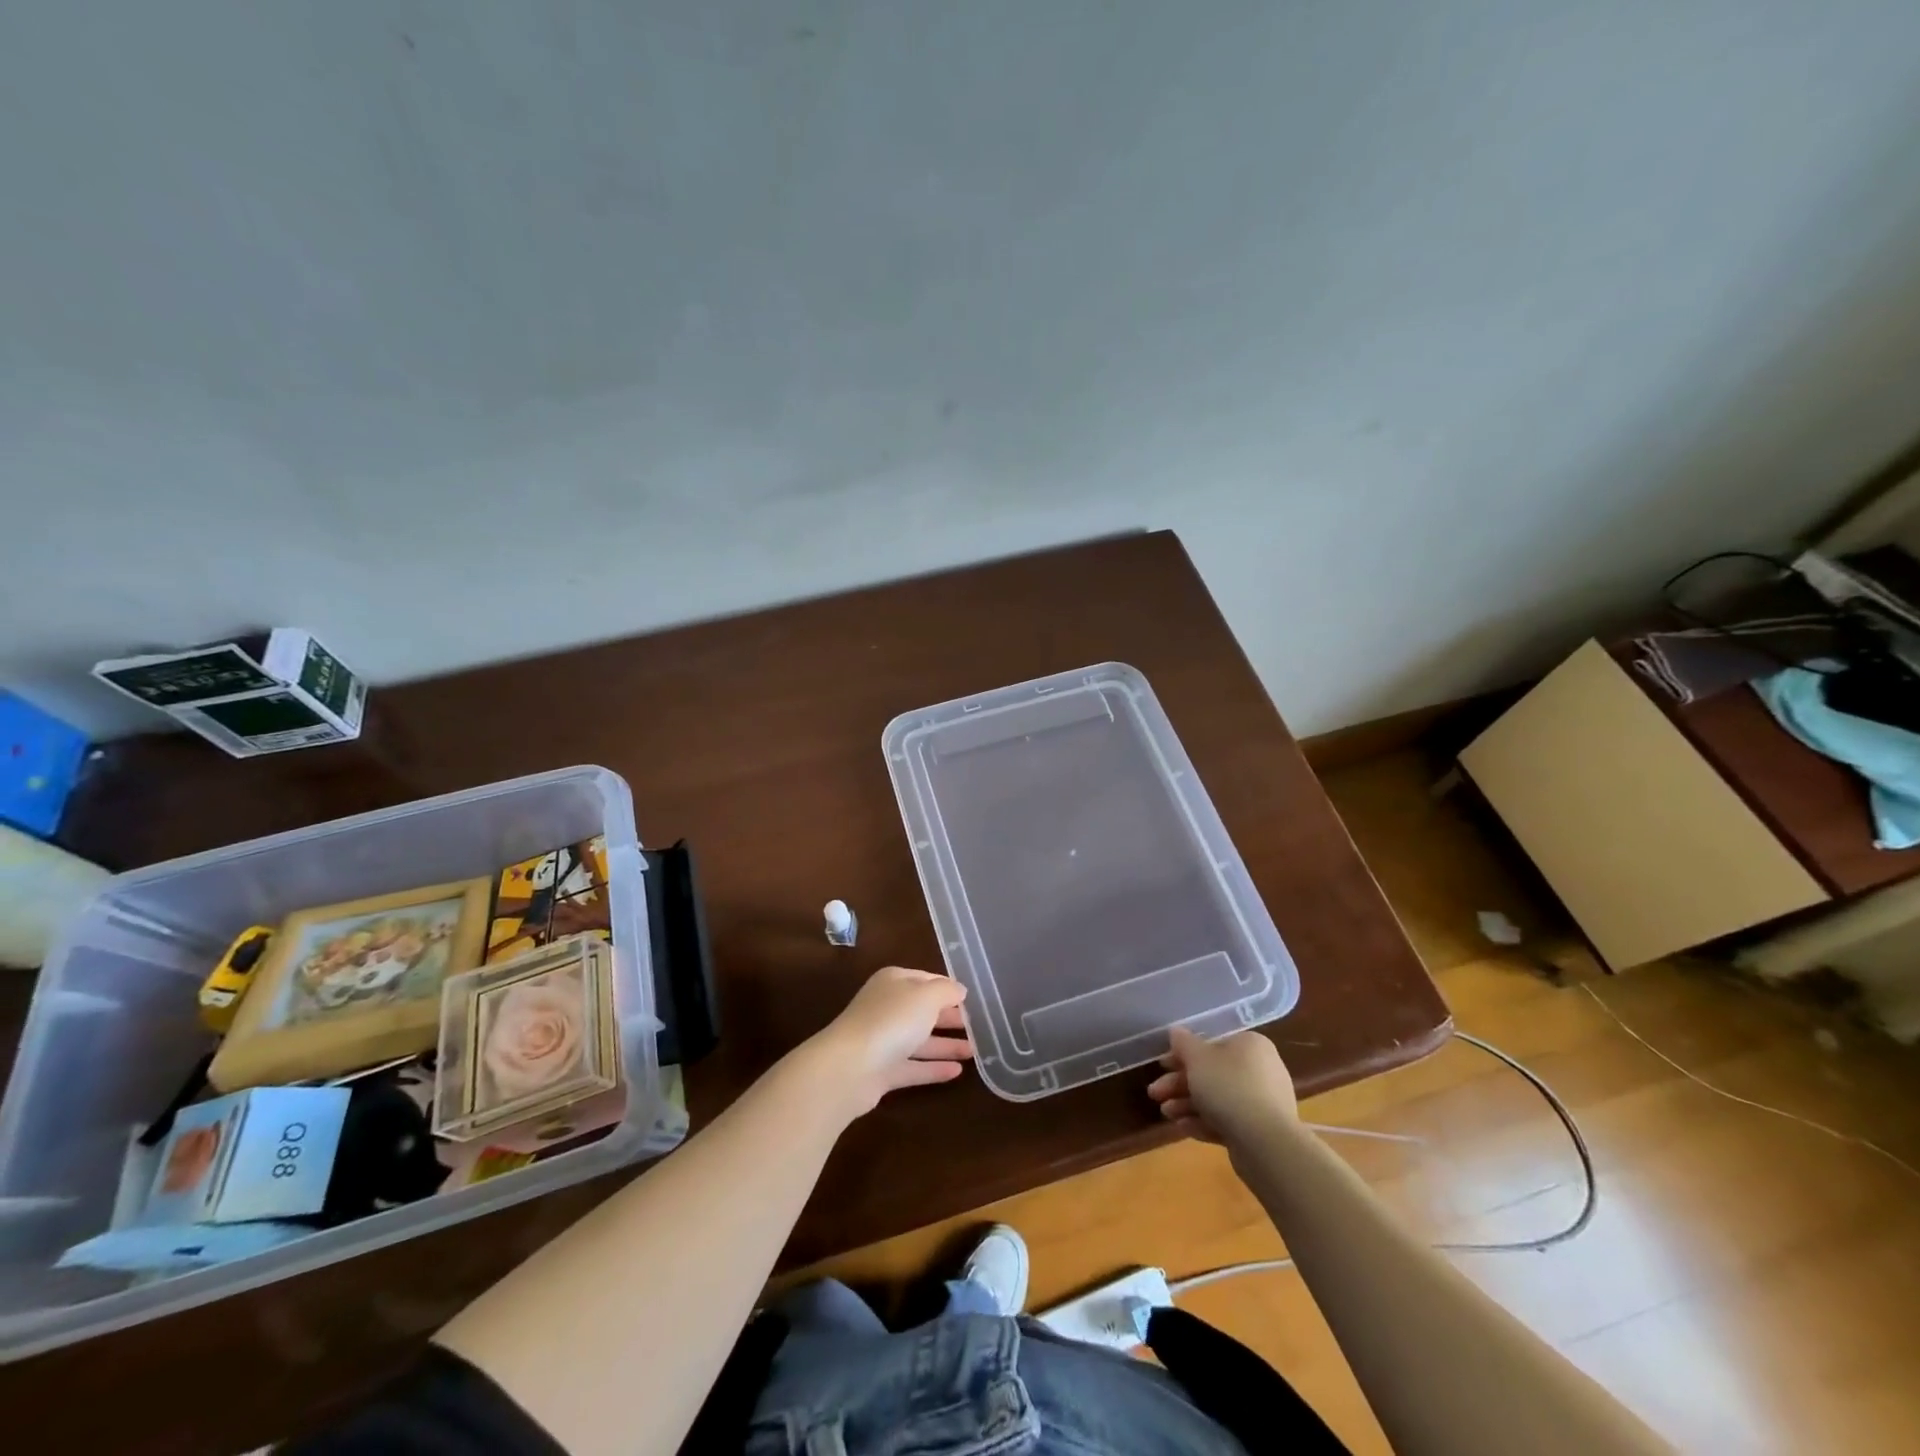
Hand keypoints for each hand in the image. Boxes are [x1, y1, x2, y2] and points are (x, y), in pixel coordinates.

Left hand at [806, 966, 973, 1116]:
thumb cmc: (892, 1020)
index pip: (926, 979)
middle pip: (923, 1010)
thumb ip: (946, 991)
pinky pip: (914, 1067)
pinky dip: (934, 1068)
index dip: (949, 988)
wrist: (850, 1067)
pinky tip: (958, 1072)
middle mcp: (887, 1007)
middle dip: (949, 1017)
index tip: (972, 999)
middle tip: (978, 1025)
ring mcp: (883, 1041)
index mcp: (894, 982)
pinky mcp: (882, 1072)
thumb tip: (959, 990)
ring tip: (975, 1051)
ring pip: (920, 1040)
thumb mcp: (926, 996)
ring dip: (946, 1045)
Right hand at [1147, 1026, 1296, 1149]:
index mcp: (1250, 1045)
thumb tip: (1176, 1031)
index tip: (1162, 1065)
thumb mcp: (1197, 1058)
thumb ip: (1183, 1043)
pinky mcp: (1260, 1131)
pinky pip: (1227, 1120)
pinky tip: (1181, 1127)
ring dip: (1187, 1104)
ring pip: (1217, 1098)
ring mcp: (1263, 1103)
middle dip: (1179, 1083)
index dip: (1183, 1054)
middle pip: (1212, 1073)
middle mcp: (1260, 1070)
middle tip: (1155, 1093)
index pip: (1212, 1044)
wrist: (1266, 1144)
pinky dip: (1203, 1121)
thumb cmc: (1229, 1087)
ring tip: (1165, 1113)